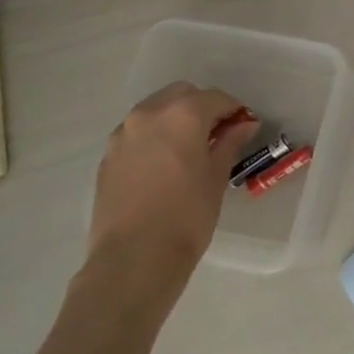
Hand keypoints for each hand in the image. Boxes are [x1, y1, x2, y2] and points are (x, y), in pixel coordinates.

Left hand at [84, 82, 256, 301]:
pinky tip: (165, 165)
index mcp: (182, 114)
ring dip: (175, 119)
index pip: (216, 98)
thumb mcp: (217, 176)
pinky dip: (155, 137)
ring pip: (156, 111)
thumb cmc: (187, 214)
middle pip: (182, 95)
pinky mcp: (108, 157)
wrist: (134, 258)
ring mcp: (123, 135)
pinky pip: (138, 133)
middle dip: (202, 107)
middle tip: (218, 134)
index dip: (234, 110)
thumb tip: (244, 125)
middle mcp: (149, 114)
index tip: (244, 126)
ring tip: (190, 149)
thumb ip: (230, 142)